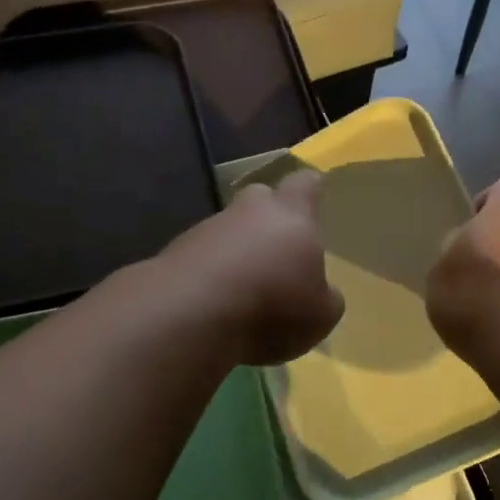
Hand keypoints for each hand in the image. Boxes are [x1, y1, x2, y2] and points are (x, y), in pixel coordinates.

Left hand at [158, 171, 343, 364]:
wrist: (188, 315)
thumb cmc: (272, 306)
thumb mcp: (321, 314)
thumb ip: (325, 296)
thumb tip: (320, 292)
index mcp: (291, 215)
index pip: (304, 184)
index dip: (310, 189)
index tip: (314, 195)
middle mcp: (247, 212)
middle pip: (260, 198)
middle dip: (268, 216)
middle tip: (277, 246)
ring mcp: (206, 230)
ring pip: (228, 230)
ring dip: (236, 252)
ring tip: (245, 291)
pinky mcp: (174, 254)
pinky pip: (201, 259)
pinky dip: (210, 276)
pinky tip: (214, 306)